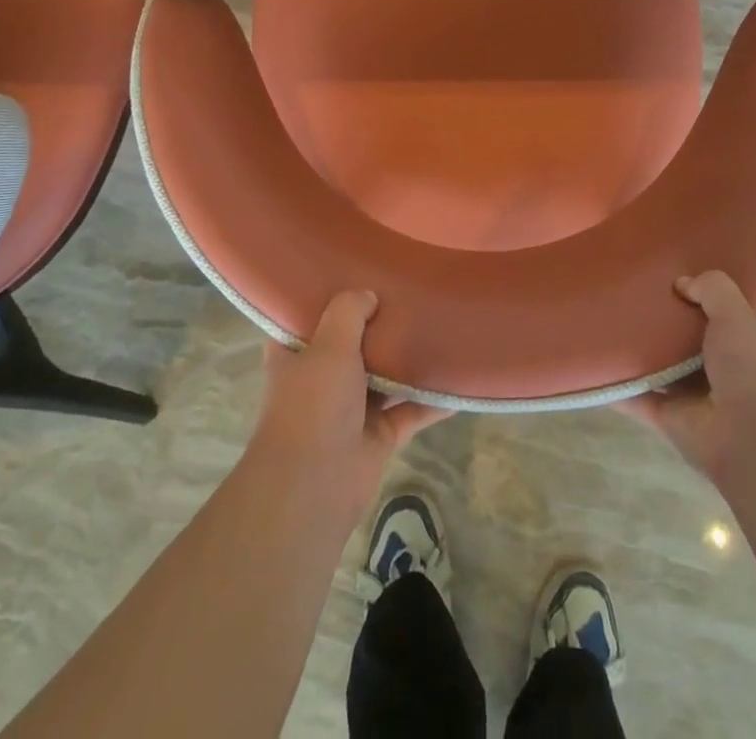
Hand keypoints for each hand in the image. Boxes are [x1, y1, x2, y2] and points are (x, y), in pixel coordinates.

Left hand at [248, 291, 450, 521]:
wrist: (315, 486)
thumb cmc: (314, 405)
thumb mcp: (329, 345)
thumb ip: (349, 311)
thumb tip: (368, 295)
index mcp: (296, 354)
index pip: (310, 317)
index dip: (331, 295)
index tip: (358, 271)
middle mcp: (321, 378)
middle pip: (354, 343)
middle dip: (378, 324)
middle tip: (409, 291)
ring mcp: (350, 408)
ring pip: (385, 376)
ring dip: (407, 360)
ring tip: (439, 326)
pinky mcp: (377, 435)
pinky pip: (410, 411)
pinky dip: (432, 401)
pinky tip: (459, 384)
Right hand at [620, 271, 755, 484]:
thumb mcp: (739, 316)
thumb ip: (713, 290)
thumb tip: (682, 282)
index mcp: (749, 340)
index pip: (725, 308)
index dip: (703, 289)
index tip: (673, 266)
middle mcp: (724, 365)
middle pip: (686, 333)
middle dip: (663, 315)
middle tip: (628, 285)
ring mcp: (696, 394)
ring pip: (660, 364)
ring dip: (637, 348)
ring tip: (603, 314)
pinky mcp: (670, 417)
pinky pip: (637, 396)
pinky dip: (616, 384)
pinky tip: (590, 361)